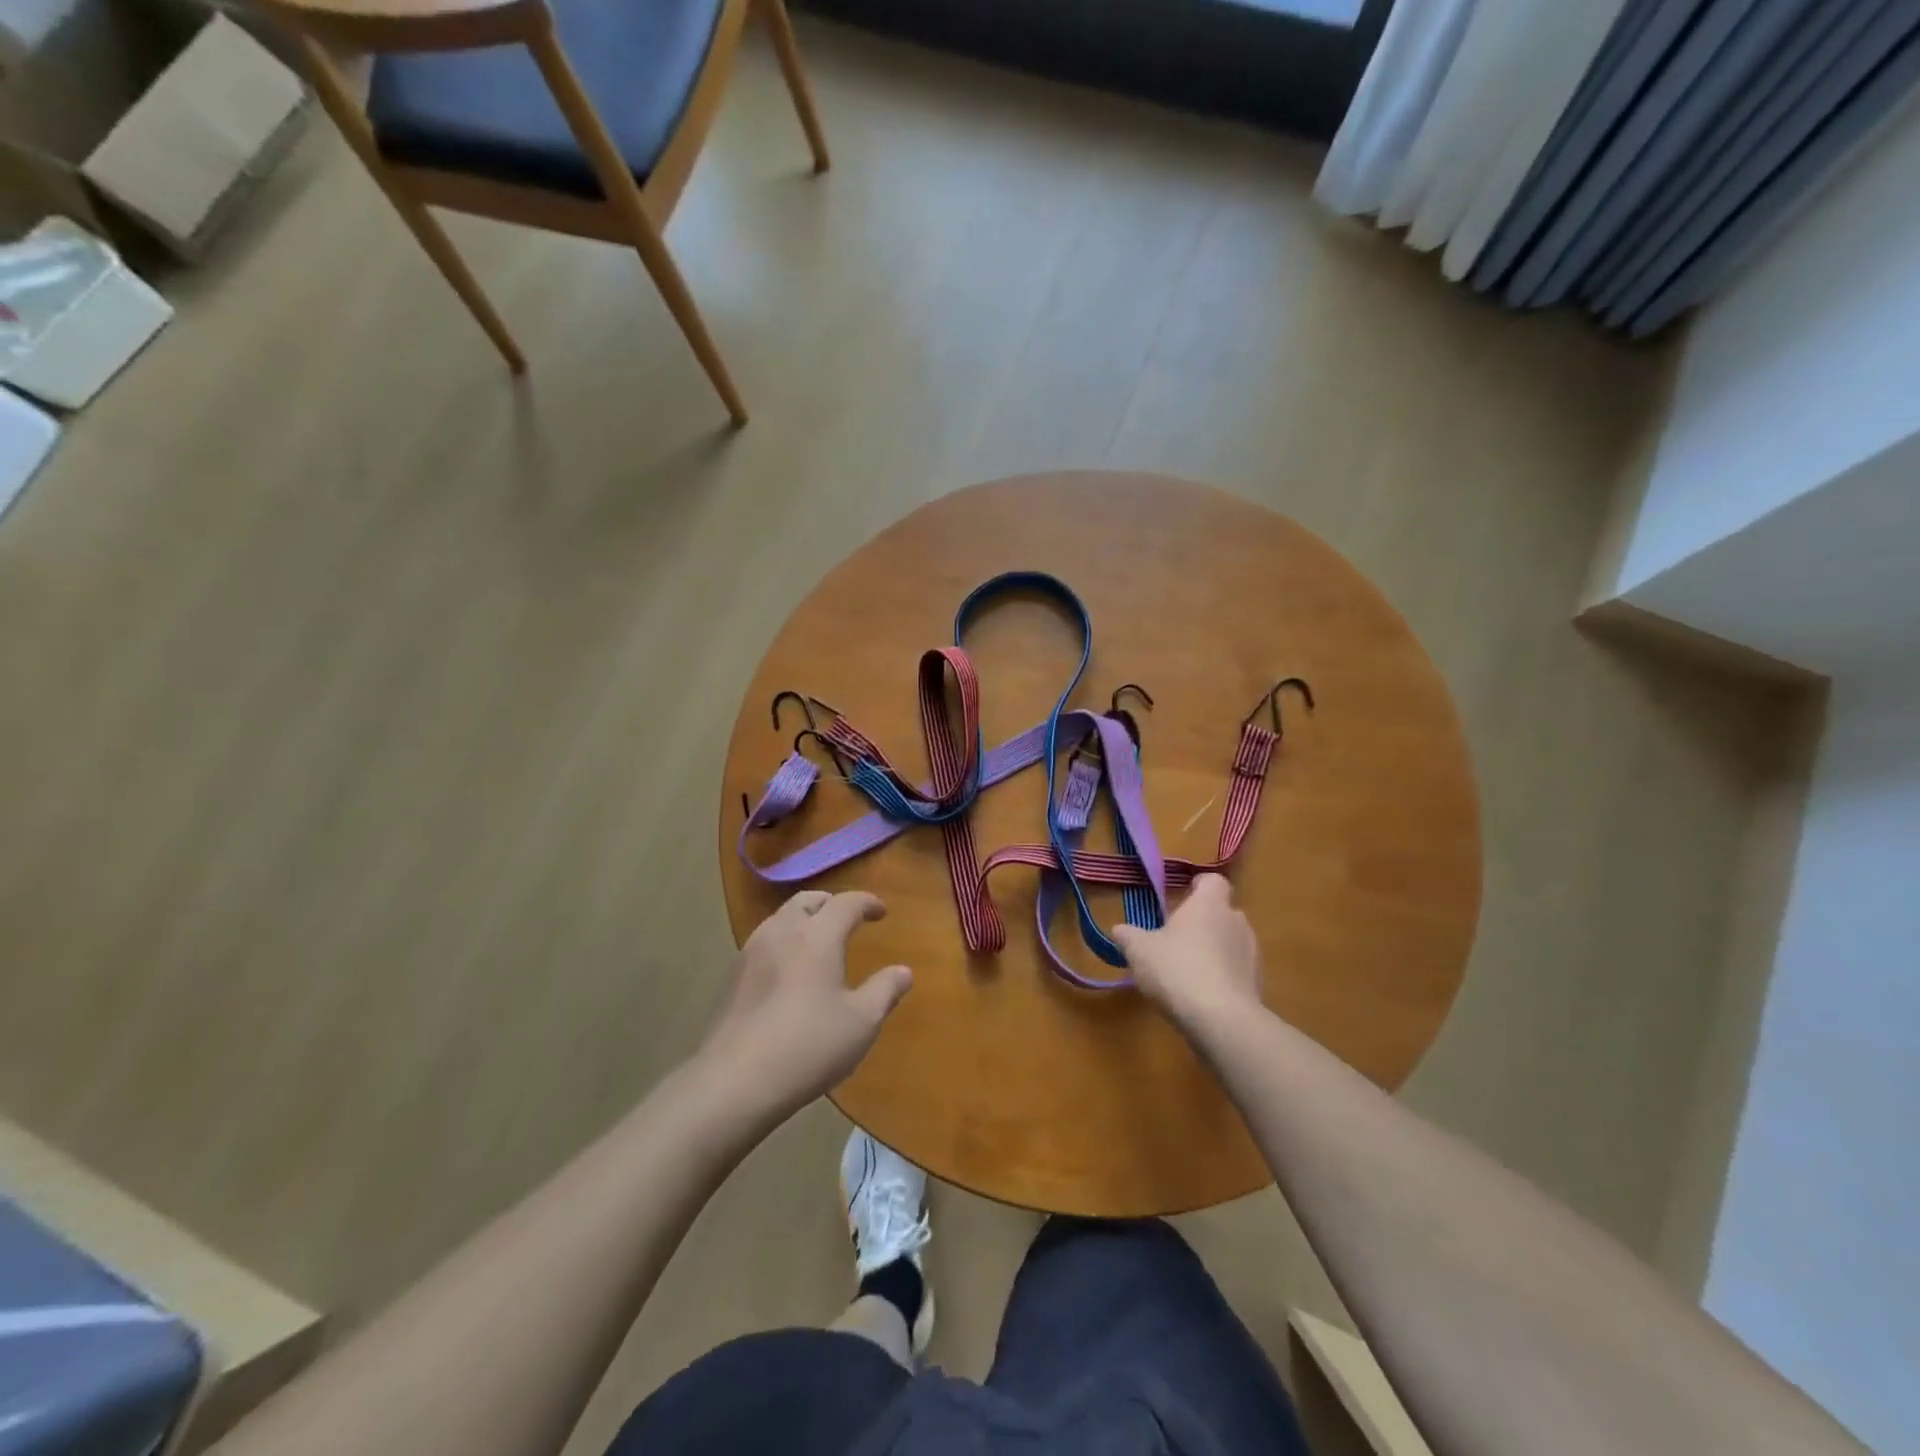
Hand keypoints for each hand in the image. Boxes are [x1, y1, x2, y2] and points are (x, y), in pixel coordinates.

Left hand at [700, 891, 912, 1117]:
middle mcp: (782, 932)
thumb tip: (903, 971)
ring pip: (781, 918)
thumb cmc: (808, 1046)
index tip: (881, 912)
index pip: (846, 903)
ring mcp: (751, 952)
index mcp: (817, 936)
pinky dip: (784, 941)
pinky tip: (789, 970)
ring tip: (818, 941)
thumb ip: (885, 991)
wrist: (735, 1081)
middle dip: (831, 903)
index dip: (867, 902)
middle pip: (807, 901)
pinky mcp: (732, 976)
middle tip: (847, 919)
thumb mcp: (861, 1022)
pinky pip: (764, 941)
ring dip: (804, 919)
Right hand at [1112, 875, 1262, 1036]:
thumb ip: (1128, 936)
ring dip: (1213, 951)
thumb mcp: (1139, 951)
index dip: (1199, 887)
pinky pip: (1237, 971)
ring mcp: (1252, 954)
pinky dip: (1222, 977)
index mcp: (1209, 904)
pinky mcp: (1258, 984)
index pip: (1213, 881)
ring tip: (1187, 971)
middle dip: (1202, 923)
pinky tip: (1201, 996)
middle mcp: (1236, 922)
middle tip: (1176, 939)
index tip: (1183, 897)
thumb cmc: (1176, 969)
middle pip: (1222, 913)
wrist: (1221, 1020)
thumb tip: (1120, 930)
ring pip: (1231, 942)